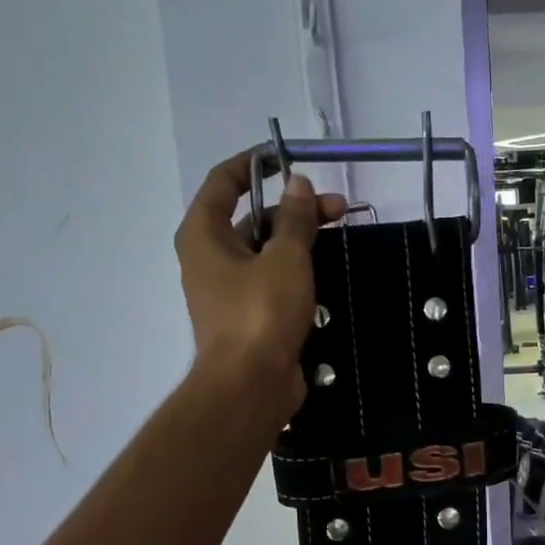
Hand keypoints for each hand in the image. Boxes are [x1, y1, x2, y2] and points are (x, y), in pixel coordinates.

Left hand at [175, 153, 345, 428]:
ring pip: (265, 252)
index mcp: (203, 234)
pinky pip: (271, 281)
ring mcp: (228, 290)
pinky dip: (295, 272)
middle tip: (338, 209)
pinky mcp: (248, 317)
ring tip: (340, 237)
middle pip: (251, 218)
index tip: (288, 158)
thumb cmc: (261, 313)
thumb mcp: (285, 258)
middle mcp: (209, 258)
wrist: (250, 386)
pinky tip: (326, 274)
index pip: (223, 181)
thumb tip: (298, 184)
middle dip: (294, 209)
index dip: (254, 164)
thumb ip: (294, 219)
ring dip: (299, 241)